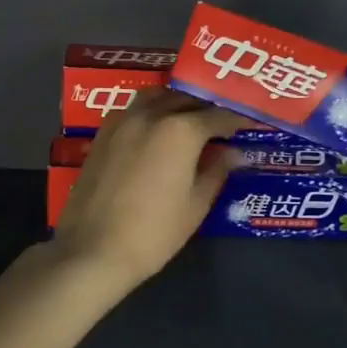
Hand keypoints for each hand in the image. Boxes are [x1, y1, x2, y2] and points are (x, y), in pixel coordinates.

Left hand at [50, 89, 243, 289]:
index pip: (218, 115)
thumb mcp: (196, 204)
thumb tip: (235, 152)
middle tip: (225, 122)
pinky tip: (159, 130)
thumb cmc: (154, 232)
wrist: (93, 250)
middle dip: (208, 107)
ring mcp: (122, 121)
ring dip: (177, 102)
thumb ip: (217, 170)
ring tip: (191, 119)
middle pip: (186, 99)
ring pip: (157, 97)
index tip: (253, 123)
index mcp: (180, 130)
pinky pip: (134, 110)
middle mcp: (151, 114)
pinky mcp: (102, 134)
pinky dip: (153, 111)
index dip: (239, 119)